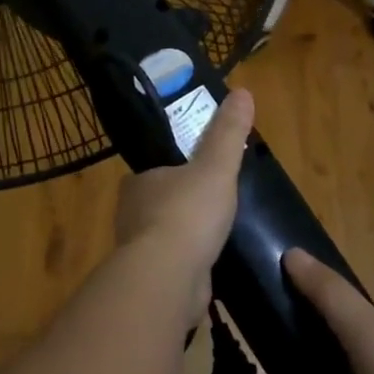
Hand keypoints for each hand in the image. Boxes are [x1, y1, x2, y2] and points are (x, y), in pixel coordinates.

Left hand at [113, 88, 254, 323]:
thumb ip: (228, 133)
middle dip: (181, 205)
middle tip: (214, 206)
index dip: (176, 170)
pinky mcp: (150, 282)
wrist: (169, 278)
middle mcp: (130, 214)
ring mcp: (138, 251)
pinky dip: (188, 266)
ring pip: (163, 237)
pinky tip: (208, 268)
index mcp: (138, 182)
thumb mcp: (216, 166)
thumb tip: (243, 91)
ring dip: (184, 238)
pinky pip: (172, 267)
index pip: (155, 170)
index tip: (200, 174)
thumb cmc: (188, 213)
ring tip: (215, 237)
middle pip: (159, 203)